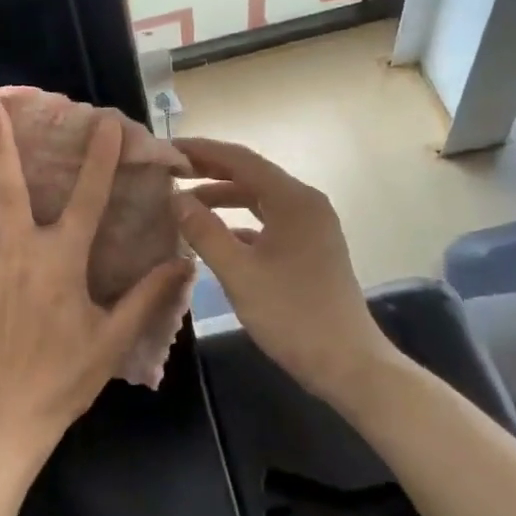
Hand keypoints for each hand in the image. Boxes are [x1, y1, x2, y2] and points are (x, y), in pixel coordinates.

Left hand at [0, 105, 193, 454]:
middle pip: (7, 190)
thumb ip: (148, 295)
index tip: (104, 124)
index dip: (100, 160)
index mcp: (61, 261)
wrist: (9, 416)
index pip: (88, 200)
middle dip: (1, 147)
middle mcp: (17, 253)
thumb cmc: (65, 375)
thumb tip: (183, 261)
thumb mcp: (114, 337)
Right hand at [173, 137, 401, 402]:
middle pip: (251, 175)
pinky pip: (267, 222)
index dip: (202, 151)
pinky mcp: (309, 248)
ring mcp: (311, 227)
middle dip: (210, 171)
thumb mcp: (239, 273)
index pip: (241, 159)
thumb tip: (175, 197)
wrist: (349, 365)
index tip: (167, 150)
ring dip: (222, 198)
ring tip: (183, 203)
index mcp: (294, 200)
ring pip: (259, 199)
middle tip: (169, 172)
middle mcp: (305, 204)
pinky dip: (238, 222)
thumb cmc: (292, 315)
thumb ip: (204, 231)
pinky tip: (212, 235)